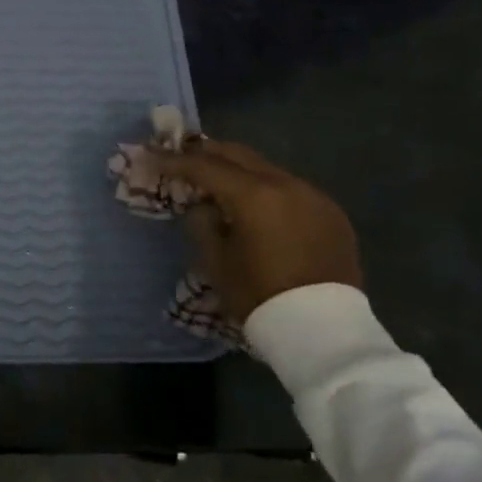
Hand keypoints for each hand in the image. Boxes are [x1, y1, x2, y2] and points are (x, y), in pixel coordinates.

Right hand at [149, 138, 361, 323]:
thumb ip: (202, 223)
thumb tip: (206, 206)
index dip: (173, 160)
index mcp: (254, 196)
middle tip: (180, 154)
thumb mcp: (215, 260)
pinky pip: (291, 189)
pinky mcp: (332, 214)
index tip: (149, 156)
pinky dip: (265, 189)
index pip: (204, 167)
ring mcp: (314, 197)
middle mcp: (287, 185)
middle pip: (238, 155)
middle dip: (206, 152)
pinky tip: (255, 205)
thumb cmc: (259, 295)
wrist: (323, 329)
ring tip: (216, 178)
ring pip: (266, 169)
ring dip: (238, 169)